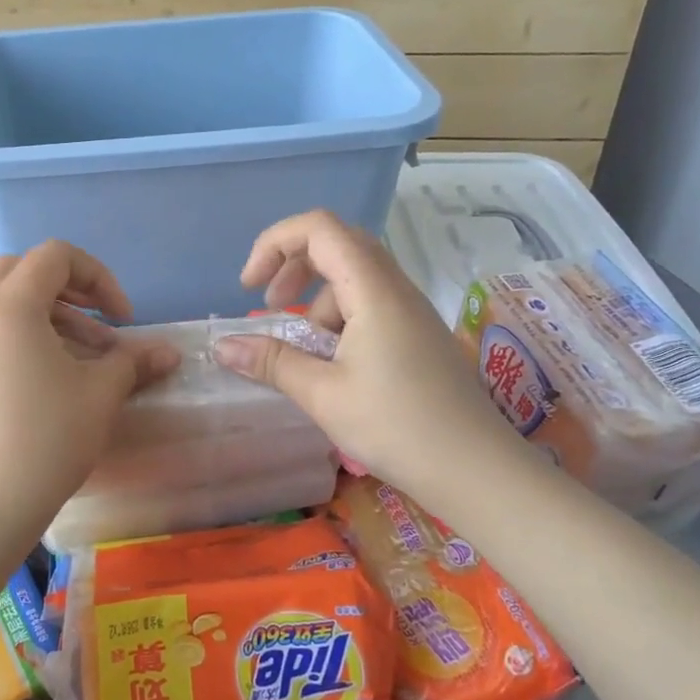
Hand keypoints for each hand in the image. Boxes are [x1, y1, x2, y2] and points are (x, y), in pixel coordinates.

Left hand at [0, 241, 178, 555]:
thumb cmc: (46, 439)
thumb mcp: (100, 395)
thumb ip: (134, 362)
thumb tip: (170, 353)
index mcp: (10, 305)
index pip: (55, 256)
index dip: (98, 276)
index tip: (121, 318)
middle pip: (20, 270)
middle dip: (66, 288)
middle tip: (95, 321)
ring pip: (3, 303)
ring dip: (45, 314)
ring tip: (82, 358)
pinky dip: (22, 337)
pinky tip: (49, 381)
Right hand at [213, 210, 536, 508]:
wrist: (477, 470)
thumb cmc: (396, 427)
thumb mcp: (322, 394)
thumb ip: (271, 362)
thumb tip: (222, 346)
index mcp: (373, 289)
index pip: (319, 228)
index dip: (274, 243)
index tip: (251, 288)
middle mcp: (395, 288)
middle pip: (338, 244)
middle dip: (292, 265)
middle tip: (269, 304)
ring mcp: (412, 311)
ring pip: (354, 276)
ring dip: (315, 298)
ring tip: (301, 349)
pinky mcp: (418, 335)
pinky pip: (370, 304)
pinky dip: (338, 319)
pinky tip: (332, 364)